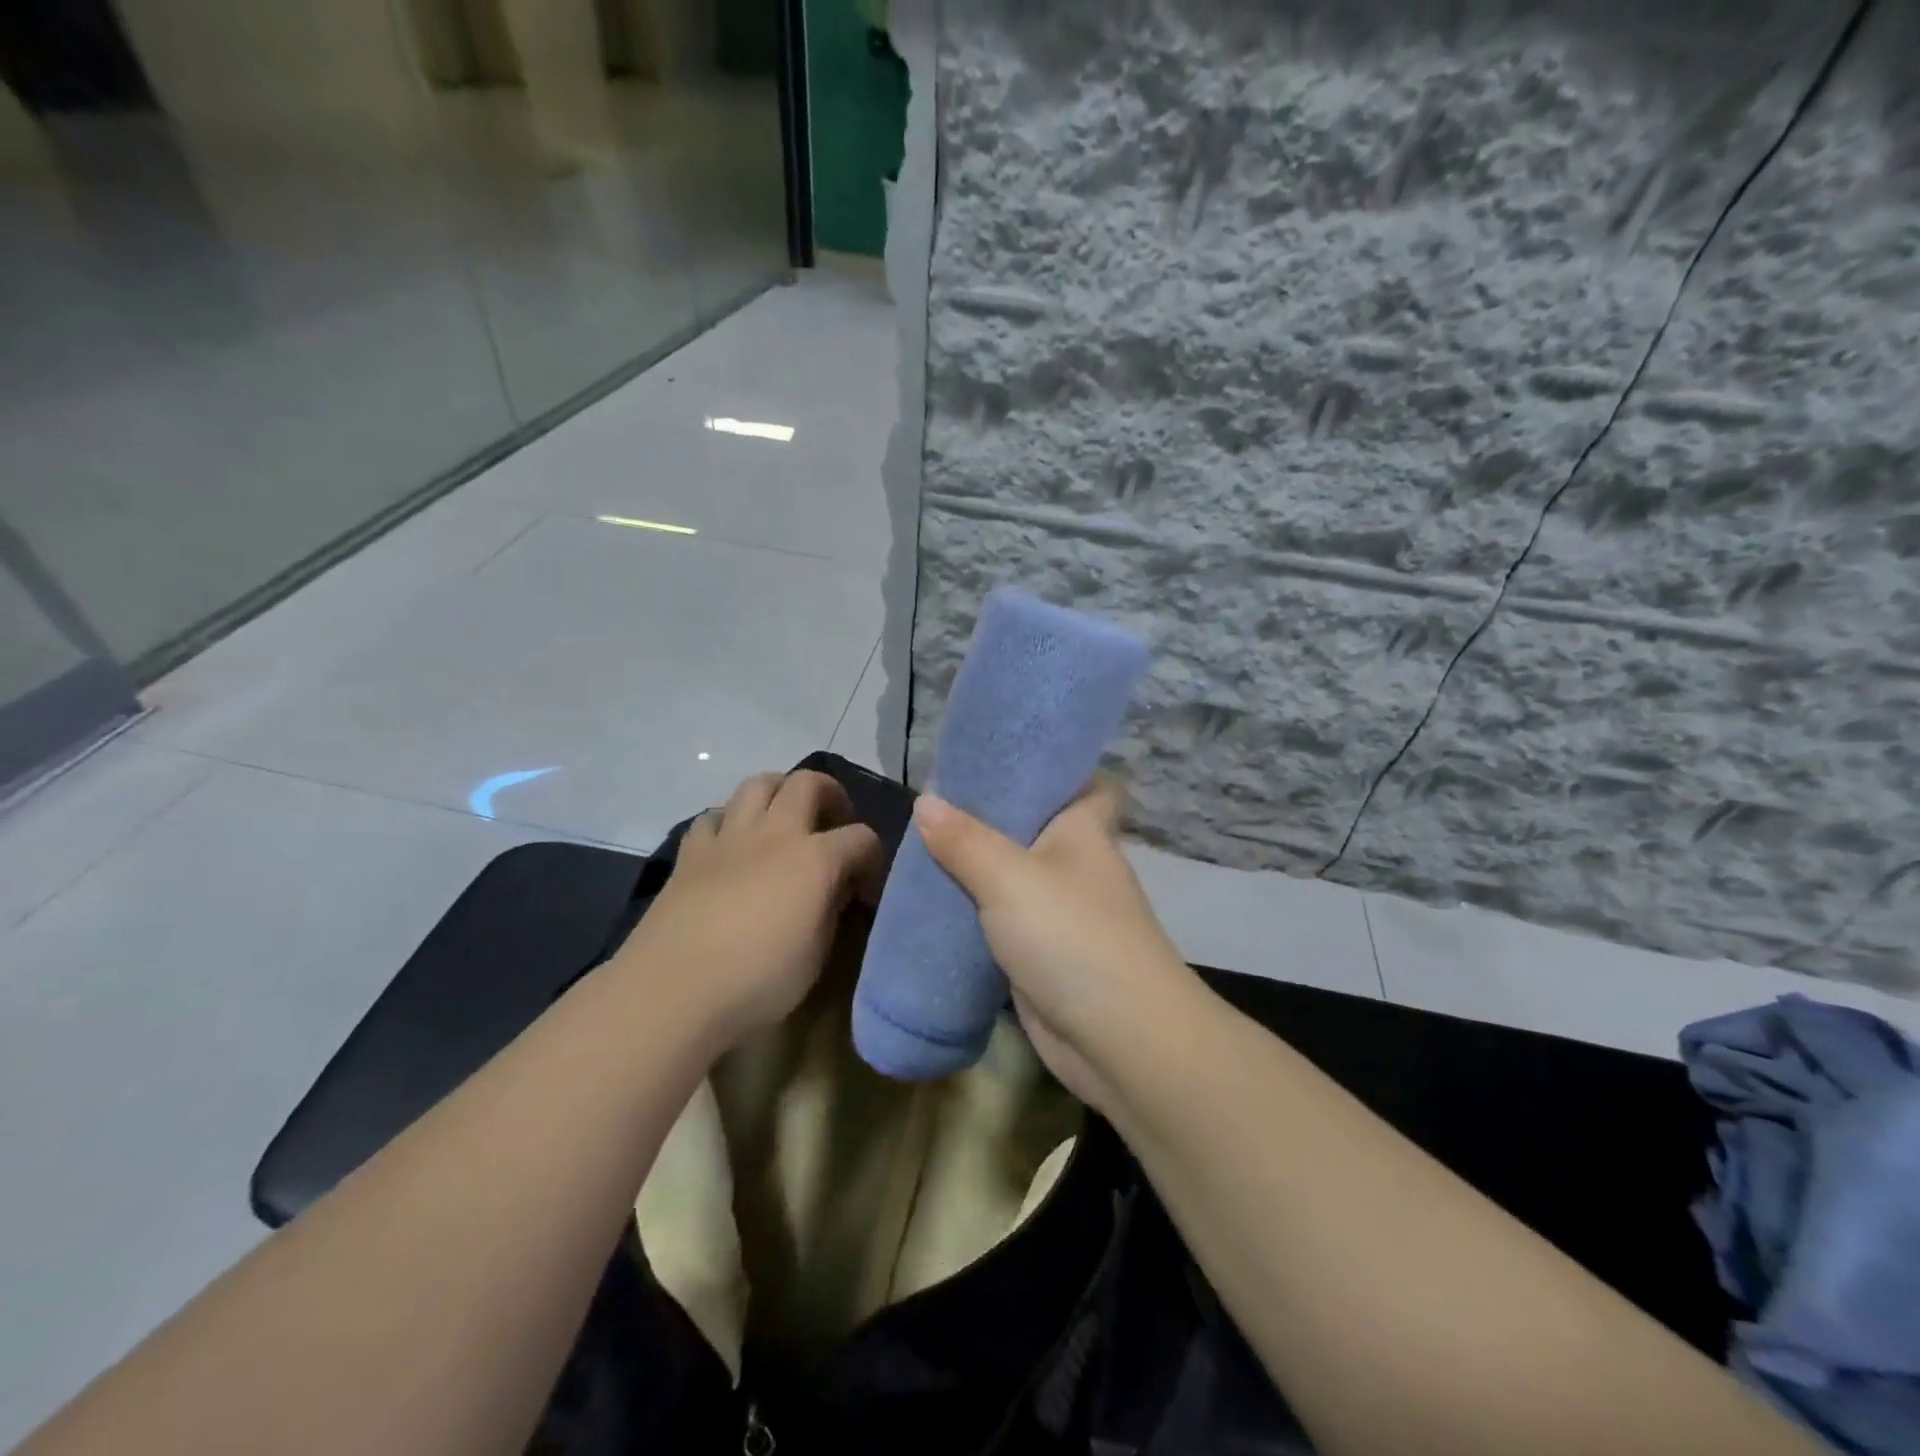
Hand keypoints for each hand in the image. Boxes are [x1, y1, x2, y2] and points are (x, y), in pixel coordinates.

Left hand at [616, 770, 882, 1046]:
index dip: (872, 859)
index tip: (867, 887)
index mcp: (815, 859)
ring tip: (785, 819)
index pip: (861, 838)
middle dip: (831, 795)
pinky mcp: (691, 853)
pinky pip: (714, 817)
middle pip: (808, 783)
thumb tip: (835, 889)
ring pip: (758, 784)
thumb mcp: (817, 953)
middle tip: (833, 823)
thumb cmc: (759, 979)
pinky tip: (733, 846)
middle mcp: (775, 833)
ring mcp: (729, 838)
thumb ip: (832, 910)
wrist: (675, 992)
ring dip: (779, 792)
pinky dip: (730, 822)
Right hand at [913, 779, 1197, 1112]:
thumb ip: (965, 840)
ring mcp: (1062, 912)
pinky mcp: (1044, 954)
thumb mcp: (1009, 878)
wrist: (1119, 1039)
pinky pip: (1004, 922)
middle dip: (992, 817)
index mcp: (1084, 830)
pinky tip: (935, 906)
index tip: (1003, 758)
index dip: (1053, 768)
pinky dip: (976, 914)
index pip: (1084, 782)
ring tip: (924, 848)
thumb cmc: (1072, 936)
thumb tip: (926, 799)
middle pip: (1035, 827)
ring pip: (1014, 877)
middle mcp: (1077, 864)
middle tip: (937, 803)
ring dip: (978, 868)